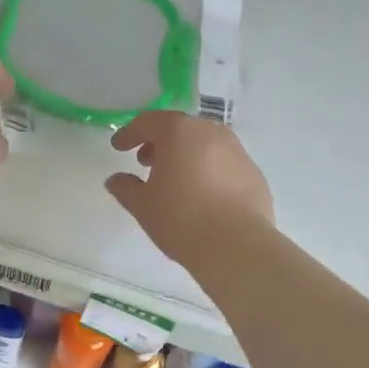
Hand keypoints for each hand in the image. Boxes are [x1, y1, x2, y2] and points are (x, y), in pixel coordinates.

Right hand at [106, 111, 274, 264]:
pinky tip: (201, 195)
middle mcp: (211, 132)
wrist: (236, 245)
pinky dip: (207, 170)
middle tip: (146, 162)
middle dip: (159, 142)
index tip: (118, 147)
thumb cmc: (181, 219)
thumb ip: (126, 188)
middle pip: (179, 129)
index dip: (130, 133)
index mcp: (179, 132)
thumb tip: (115, 180)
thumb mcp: (143, 205)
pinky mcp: (253, 172)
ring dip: (185, 155)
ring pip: (204, 144)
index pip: (148, 122)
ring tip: (174, 179)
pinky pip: (223, 163)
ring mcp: (237, 151)